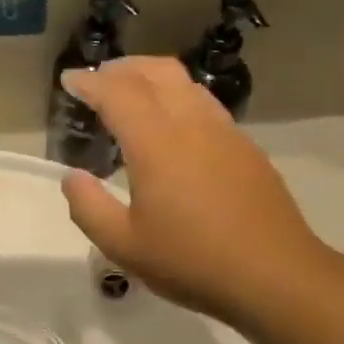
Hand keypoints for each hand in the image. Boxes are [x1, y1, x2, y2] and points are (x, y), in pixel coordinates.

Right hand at [60, 58, 331, 324]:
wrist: (274, 275)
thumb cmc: (190, 262)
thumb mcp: (123, 245)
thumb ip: (89, 207)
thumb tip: (72, 178)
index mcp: (157, 143)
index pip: (118, 93)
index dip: (89, 82)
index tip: (68, 80)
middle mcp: (193, 125)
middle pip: (157, 72)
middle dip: (123, 68)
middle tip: (99, 79)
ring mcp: (226, 134)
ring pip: (187, 84)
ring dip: (154, 78)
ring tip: (134, 96)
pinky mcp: (247, 150)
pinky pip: (207, 107)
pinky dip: (179, 100)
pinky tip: (175, 130)